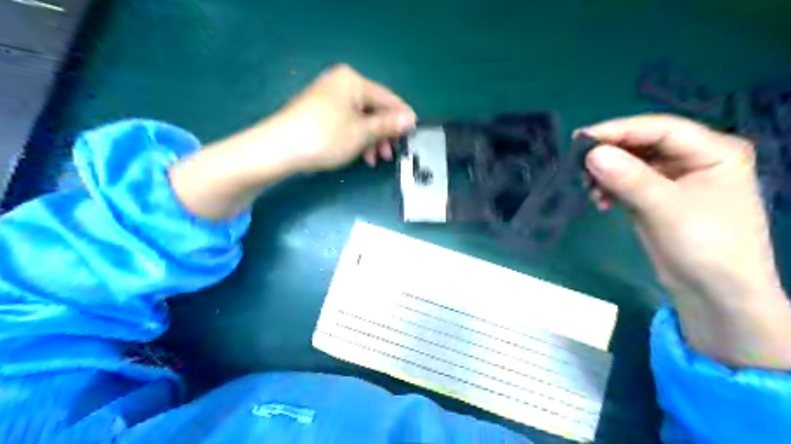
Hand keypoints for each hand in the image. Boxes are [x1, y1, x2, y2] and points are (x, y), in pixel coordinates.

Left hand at [264, 65, 416, 171]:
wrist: (279, 149)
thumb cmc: (326, 137)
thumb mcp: (362, 132)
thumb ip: (388, 125)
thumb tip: (410, 119)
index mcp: (353, 81)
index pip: (387, 98)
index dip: (402, 117)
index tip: (414, 134)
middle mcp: (340, 84)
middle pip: (373, 109)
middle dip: (384, 133)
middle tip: (390, 154)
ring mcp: (327, 99)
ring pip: (360, 119)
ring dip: (371, 140)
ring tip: (374, 160)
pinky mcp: (318, 114)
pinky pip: (346, 124)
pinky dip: (356, 139)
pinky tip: (360, 156)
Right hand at [579, 113, 790, 367]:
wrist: (713, 294)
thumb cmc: (705, 247)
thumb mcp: (666, 208)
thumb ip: (629, 178)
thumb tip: (590, 154)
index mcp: (714, 150)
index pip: (660, 129)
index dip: (619, 130)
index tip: (581, 138)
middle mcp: (694, 158)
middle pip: (643, 144)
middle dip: (609, 154)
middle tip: (578, 164)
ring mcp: (674, 179)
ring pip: (631, 163)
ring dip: (606, 174)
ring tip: (589, 190)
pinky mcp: (657, 197)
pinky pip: (627, 182)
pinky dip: (610, 189)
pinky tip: (600, 202)